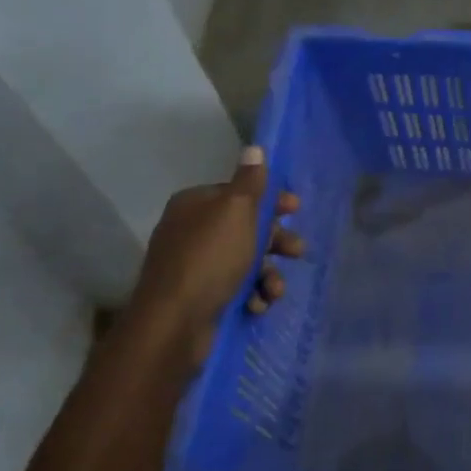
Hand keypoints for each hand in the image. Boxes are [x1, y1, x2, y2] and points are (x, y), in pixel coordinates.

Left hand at [123, 146, 304, 370]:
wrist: (174, 323)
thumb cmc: (210, 258)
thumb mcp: (236, 212)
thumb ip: (250, 182)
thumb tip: (254, 148)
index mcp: (195, 205)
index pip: (239, 194)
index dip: (270, 201)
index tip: (295, 210)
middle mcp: (191, 231)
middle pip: (246, 228)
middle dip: (275, 242)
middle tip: (296, 252)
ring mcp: (194, 266)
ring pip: (245, 262)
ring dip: (268, 275)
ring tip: (274, 291)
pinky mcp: (200, 297)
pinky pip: (235, 288)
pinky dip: (252, 295)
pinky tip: (257, 305)